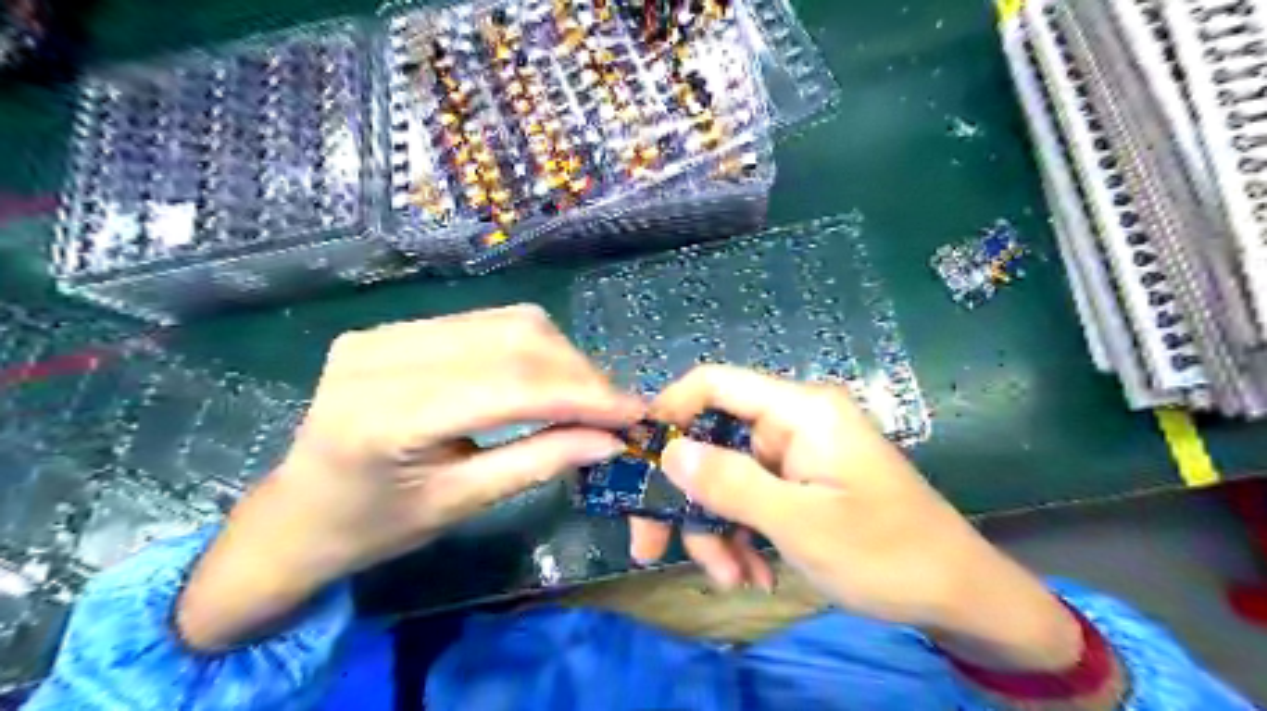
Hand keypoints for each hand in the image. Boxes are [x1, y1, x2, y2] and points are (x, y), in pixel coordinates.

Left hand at [177, 306, 644, 648]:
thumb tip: (610, 439)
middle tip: (616, 408)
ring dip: (561, 356)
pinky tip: (548, 378)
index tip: (635, 413)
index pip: (510, 385)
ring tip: (588, 396)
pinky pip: (485, 323)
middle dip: (579, 372)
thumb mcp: (461, 504)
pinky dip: (531, 349)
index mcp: (387, 417)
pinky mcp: (395, 326)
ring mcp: (386, 331)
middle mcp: (383, 355)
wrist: (296, 513)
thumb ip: (539, 462)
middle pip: (514, 338)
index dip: (583, 395)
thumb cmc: (373, 527)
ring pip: (507, 322)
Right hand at [634, 370, 1077, 673]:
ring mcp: (796, 456)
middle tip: (653, 547)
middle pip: (714, 442)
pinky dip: (743, 536)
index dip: (669, 410)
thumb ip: (732, 484)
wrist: (959, 596)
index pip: (716, 384)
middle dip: (688, 497)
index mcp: (801, 411)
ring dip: (718, 529)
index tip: (637, 458)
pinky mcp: (800, 484)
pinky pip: (752, 499)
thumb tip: (669, 453)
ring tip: (732, 580)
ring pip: (727, 479)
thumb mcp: (801, 524)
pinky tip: (754, 575)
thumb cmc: (887, 553)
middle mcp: (793, 424)